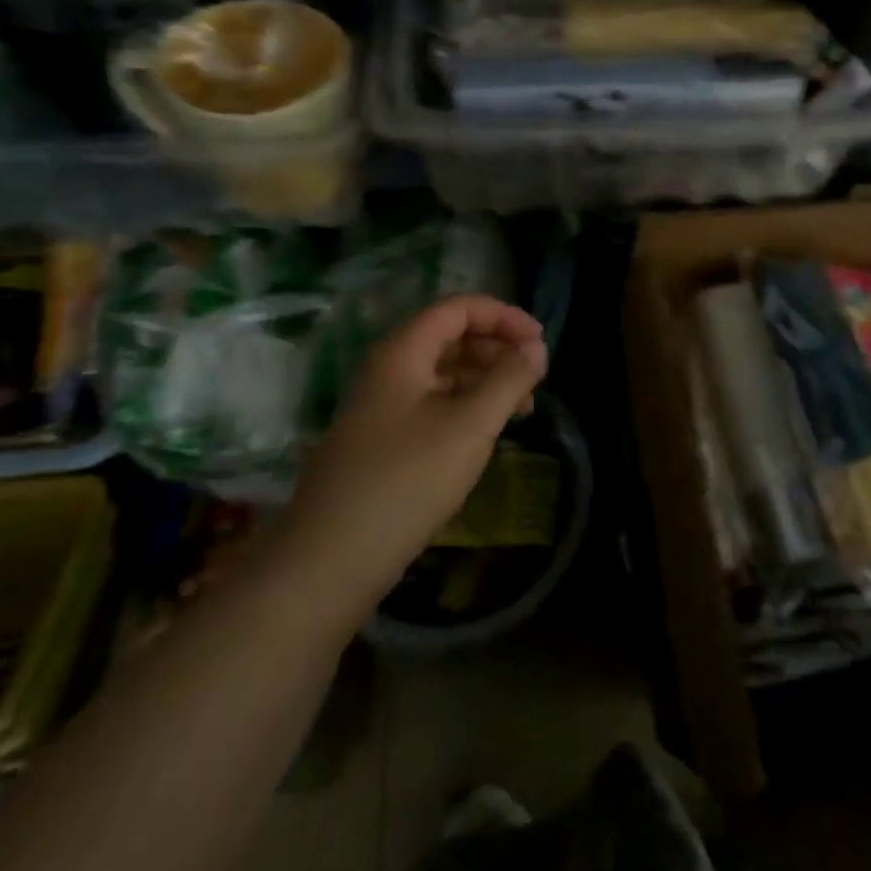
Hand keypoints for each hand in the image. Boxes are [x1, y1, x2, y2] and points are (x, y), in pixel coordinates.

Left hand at [273, 295, 547, 613]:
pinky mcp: (382, 442)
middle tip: (535, 377)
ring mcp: (381, 408)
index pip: (458, 308)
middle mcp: (387, 370)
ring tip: (522, 408)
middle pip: (450, 337)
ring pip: (442, 373)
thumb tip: (536, 348)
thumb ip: (510, 379)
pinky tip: (487, 433)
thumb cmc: (407, 480)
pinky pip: (432, 405)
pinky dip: (466, 407)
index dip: (503, 316)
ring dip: (485, 380)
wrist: (330, 561)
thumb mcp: (471, 424)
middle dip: (497, 348)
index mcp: (402, 352)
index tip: (540, 342)